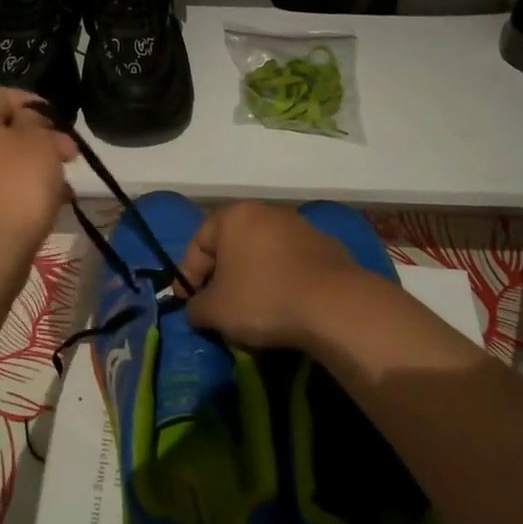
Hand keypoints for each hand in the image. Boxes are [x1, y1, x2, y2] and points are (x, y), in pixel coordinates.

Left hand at [0, 89, 76, 270]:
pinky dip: (22, 195)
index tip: (57, 120)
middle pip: (2, 132)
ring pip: (3, 164)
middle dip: (39, 139)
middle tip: (68, 155)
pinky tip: (49, 209)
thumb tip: (30, 123)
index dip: (30, 100)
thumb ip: (38, 125)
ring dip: (34, 169)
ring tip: (65, 186)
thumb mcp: (39, 145)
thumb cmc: (16, 190)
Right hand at [179, 202, 361, 349]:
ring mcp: (299, 226)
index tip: (188, 304)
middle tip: (219, 305)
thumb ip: (196, 308)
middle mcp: (265, 211)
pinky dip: (282, 279)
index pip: (198, 243)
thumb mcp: (216, 312)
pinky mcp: (325, 245)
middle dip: (222, 275)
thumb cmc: (263, 299)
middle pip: (232, 244)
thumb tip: (196, 309)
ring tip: (253, 309)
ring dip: (253, 276)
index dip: (188, 276)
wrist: (334, 305)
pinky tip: (285, 305)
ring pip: (263, 252)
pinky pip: (291, 263)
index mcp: (233, 216)